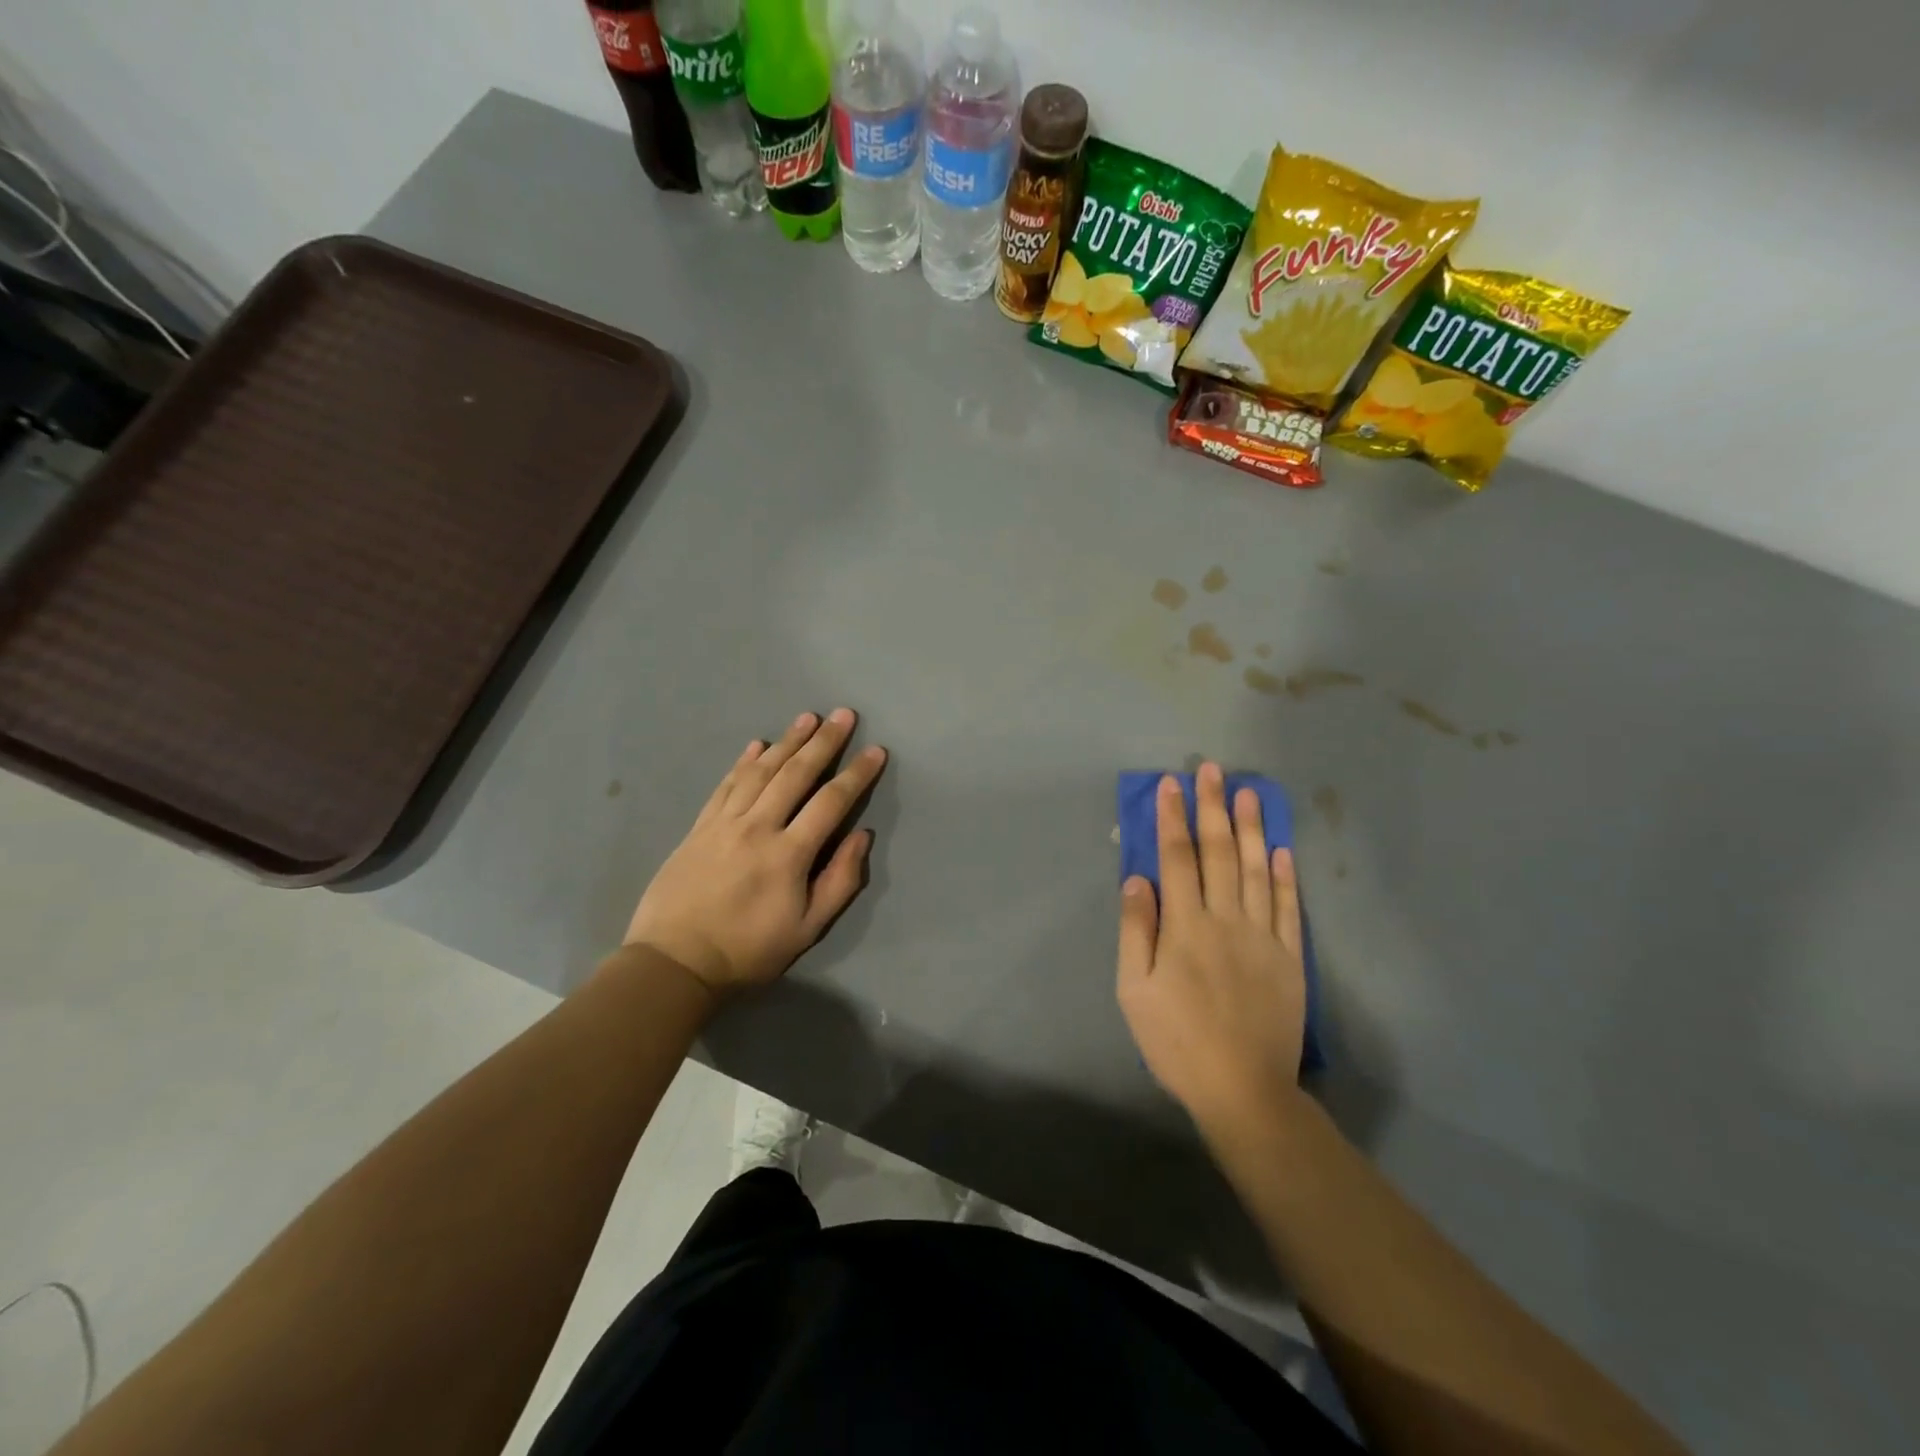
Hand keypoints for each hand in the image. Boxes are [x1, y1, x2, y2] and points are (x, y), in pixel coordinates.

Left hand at [624, 709, 886, 997]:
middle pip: (795, 774)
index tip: (876, 751)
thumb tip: (862, 836)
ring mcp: (724, 823)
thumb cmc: (748, 950)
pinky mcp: (699, 827)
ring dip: (786, 741)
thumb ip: (840, 880)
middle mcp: (758, 827)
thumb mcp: (807, 929)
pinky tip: (756, 745)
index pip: (831, 802)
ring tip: (806, 718)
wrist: (675, 962)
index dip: (857, 774)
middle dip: (823, 742)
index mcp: (789, 853)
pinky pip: (725, 785)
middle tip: (843, 714)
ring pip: (760, 771)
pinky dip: (743, 762)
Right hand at [1116, 764, 1307, 1130]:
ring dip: (1252, 828)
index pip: (1176, 859)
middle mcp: (1226, 920)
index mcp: (1185, 927)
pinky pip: (1290, 908)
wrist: (1243, 1090)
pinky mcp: (1290, 958)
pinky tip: (1282, 850)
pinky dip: (1286, 876)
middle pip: (1220, 853)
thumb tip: (1136, 878)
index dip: (1172, 819)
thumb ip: (1135, 931)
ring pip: (1258, 871)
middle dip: (1213, 808)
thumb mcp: (1134, 992)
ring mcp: (1263, 937)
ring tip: (1249, 793)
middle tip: (1212, 770)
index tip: (1170, 784)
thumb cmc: (1177, 1041)